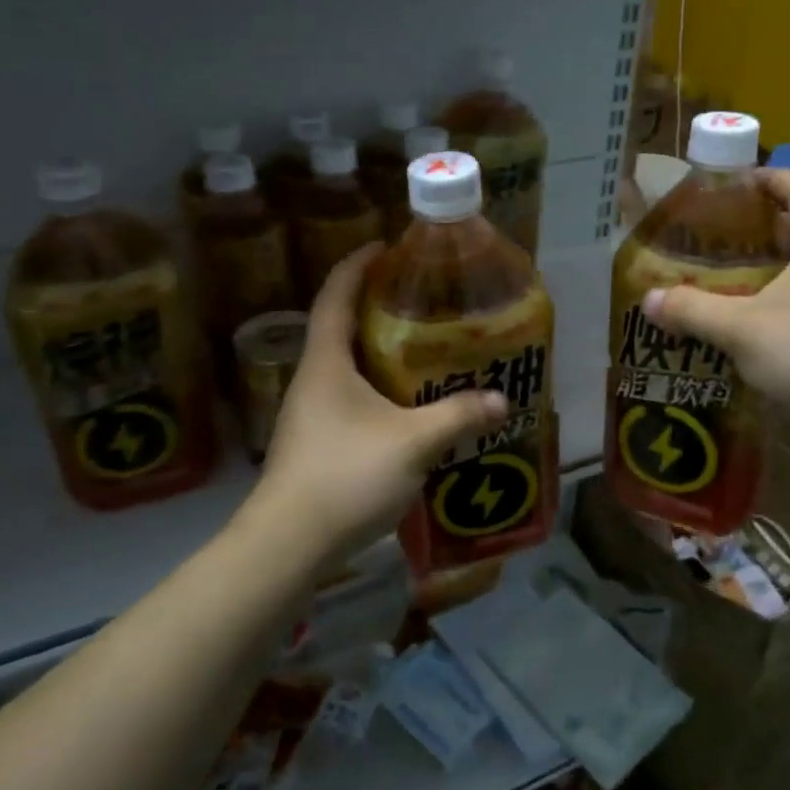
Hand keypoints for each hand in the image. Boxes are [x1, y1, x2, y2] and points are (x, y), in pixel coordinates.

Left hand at [257, 245, 508, 557]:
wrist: (289, 544)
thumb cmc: (346, 475)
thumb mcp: (413, 442)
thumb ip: (458, 416)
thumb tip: (501, 399)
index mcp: (327, 363)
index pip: (336, 295)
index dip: (357, 265)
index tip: (384, 245)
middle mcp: (313, 379)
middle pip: (341, 327)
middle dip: (376, 306)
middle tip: (421, 298)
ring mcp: (311, 413)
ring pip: (347, 366)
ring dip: (379, 350)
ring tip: (423, 347)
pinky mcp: (318, 442)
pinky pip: (351, 397)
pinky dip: (378, 387)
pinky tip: (408, 405)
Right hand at [639, 169, 789, 429]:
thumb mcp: (742, 330)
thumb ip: (694, 311)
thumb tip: (648, 299)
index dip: (771, 178)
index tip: (736, 184)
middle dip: (763, 228)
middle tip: (720, 238)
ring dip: (775, 269)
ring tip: (731, 281)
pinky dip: (786, 302)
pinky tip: (758, 326)